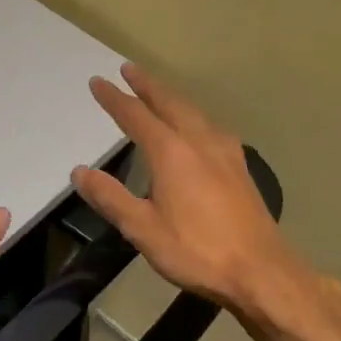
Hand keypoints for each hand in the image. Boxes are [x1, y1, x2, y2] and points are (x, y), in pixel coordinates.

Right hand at [72, 64, 291, 313]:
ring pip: (194, 111)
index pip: (135, 116)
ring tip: (158, 91)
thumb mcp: (142, 229)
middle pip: (169, 103)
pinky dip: (194, 115)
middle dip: (147, 85)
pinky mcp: (240, 167)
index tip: (98, 82)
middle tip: (129, 69)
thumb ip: (110, 197)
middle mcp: (199, 142)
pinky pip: (211, 127)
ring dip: (172, 97)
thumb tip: (80, 171)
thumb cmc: (196, 251)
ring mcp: (225, 153)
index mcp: (171, 153)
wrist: (261, 271)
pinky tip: (198, 127)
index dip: (114, 99)